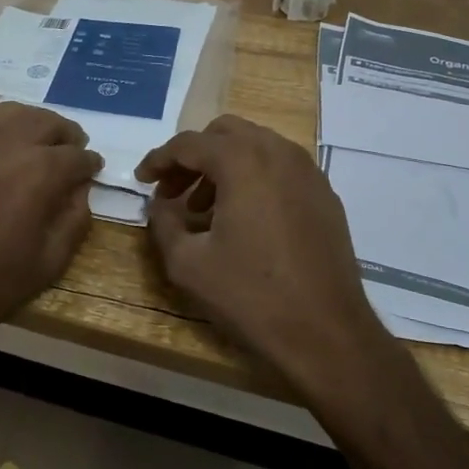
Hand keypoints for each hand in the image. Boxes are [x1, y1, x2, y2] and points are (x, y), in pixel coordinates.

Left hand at [0, 103, 101, 371]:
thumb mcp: (51, 261)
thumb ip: (76, 218)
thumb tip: (80, 188)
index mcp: (39, 172)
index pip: (77, 156)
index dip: (89, 164)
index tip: (91, 170)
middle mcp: (4, 141)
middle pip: (47, 121)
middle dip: (65, 135)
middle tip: (66, 151)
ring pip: (8, 112)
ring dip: (28, 125)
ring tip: (30, 143)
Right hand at [136, 116, 393, 399]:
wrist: (327, 335)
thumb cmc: (251, 296)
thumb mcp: (187, 264)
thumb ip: (163, 223)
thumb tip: (160, 205)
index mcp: (243, 161)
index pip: (189, 143)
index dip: (159, 159)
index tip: (141, 180)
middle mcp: (279, 153)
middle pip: (225, 133)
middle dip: (193, 156)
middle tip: (172, 191)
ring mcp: (308, 172)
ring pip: (255, 147)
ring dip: (223, 166)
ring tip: (203, 210)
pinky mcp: (325, 195)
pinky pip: (280, 169)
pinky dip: (253, 178)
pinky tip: (242, 219)